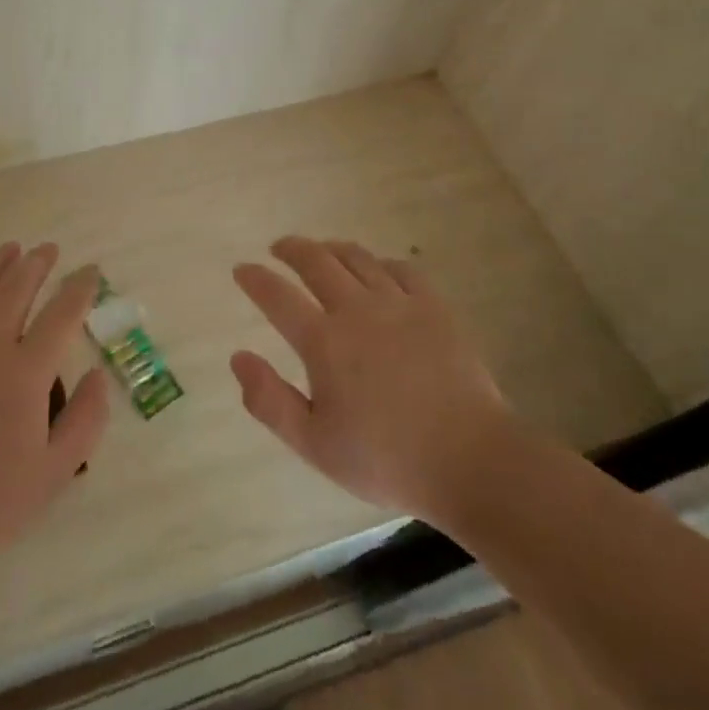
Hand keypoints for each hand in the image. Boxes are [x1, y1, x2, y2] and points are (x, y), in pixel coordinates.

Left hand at [0, 243, 110, 584]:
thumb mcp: (54, 474)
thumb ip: (86, 419)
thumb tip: (97, 374)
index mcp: (24, 374)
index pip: (61, 312)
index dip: (80, 287)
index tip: (91, 271)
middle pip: (16, 286)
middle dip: (38, 263)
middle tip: (50, 250)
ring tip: (12, 250)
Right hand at [230, 236, 510, 521]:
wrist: (471, 461)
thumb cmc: (386, 459)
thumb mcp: (315, 445)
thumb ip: (270, 401)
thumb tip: (237, 357)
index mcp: (324, 342)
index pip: (277, 296)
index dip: (255, 279)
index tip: (242, 270)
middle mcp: (356, 310)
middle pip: (316, 261)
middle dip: (291, 249)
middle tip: (279, 248)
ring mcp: (399, 303)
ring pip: (357, 258)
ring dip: (332, 249)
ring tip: (322, 251)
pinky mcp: (434, 307)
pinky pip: (402, 269)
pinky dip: (380, 263)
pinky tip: (378, 270)